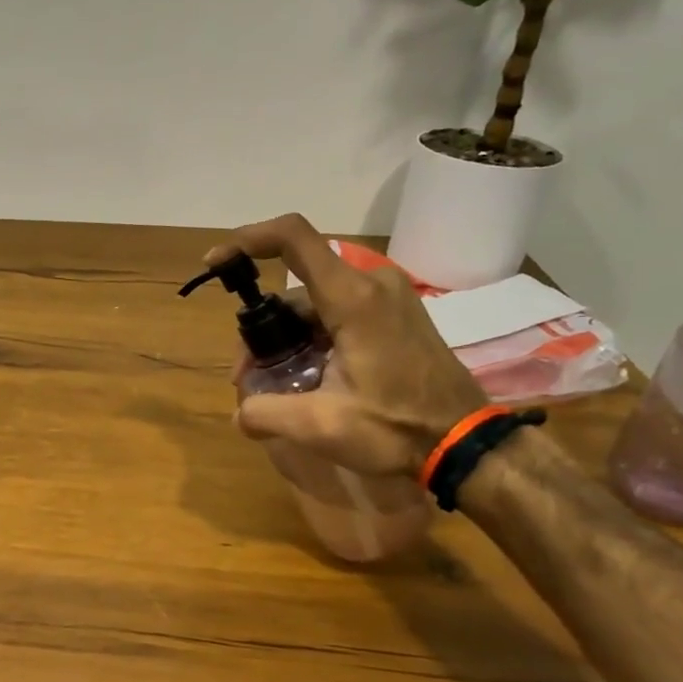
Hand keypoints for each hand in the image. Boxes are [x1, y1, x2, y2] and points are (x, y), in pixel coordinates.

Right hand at [206, 213, 486, 476]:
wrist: (467, 443)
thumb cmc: (397, 429)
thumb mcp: (321, 426)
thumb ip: (266, 413)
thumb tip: (240, 413)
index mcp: (353, 298)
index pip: (292, 238)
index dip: (246, 239)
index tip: (215, 262)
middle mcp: (371, 283)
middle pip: (295, 286)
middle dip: (261, 326)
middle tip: (245, 375)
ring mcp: (388, 297)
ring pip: (314, 302)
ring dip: (285, 338)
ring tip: (272, 386)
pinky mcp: (396, 314)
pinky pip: (337, 312)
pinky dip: (310, 338)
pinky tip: (305, 378)